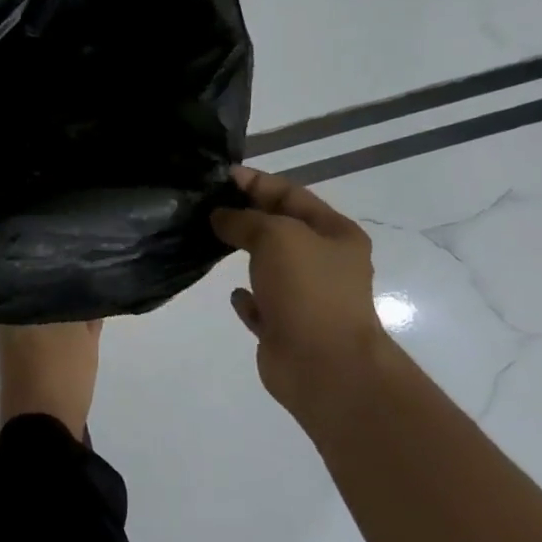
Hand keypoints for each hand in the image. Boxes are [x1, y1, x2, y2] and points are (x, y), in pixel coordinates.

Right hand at [211, 165, 388, 407]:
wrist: (323, 365)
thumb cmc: (308, 291)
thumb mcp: (277, 237)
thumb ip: (245, 220)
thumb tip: (221, 217)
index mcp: (335, 234)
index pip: (291, 195)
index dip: (257, 182)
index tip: (220, 176)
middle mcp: (324, 263)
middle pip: (281, 228)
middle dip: (247, 215)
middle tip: (207, 206)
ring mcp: (306, 297)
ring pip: (270, 265)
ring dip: (244, 252)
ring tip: (209, 240)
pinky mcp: (286, 327)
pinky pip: (262, 304)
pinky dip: (247, 296)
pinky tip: (232, 291)